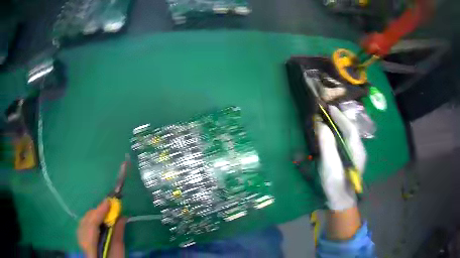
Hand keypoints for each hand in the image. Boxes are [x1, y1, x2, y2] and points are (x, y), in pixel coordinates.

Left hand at [77, 199, 126, 257]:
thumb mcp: (118, 251)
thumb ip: (118, 234)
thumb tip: (122, 217)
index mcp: (91, 247)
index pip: (92, 225)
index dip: (99, 212)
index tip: (109, 202)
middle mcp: (82, 242)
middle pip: (86, 221)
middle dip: (97, 211)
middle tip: (109, 206)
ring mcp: (79, 240)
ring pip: (83, 221)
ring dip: (94, 215)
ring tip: (104, 212)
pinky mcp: (80, 239)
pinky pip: (83, 225)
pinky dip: (90, 219)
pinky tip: (97, 220)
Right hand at [316, 106, 366, 210]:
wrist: (341, 202)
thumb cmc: (336, 185)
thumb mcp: (330, 166)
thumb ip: (327, 145)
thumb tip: (321, 125)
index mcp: (357, 151)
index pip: (350, 128)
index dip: (340, 117)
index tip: (329, 108)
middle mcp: (359, 150)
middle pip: (351, 130)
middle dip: (341, 119)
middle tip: (328, 112)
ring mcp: (357, 155)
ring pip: (349, 135)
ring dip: (340, 125)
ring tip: (329, 119)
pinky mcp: (352, 160)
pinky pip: (346, 141)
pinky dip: (339, 134)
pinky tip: (333, 134)